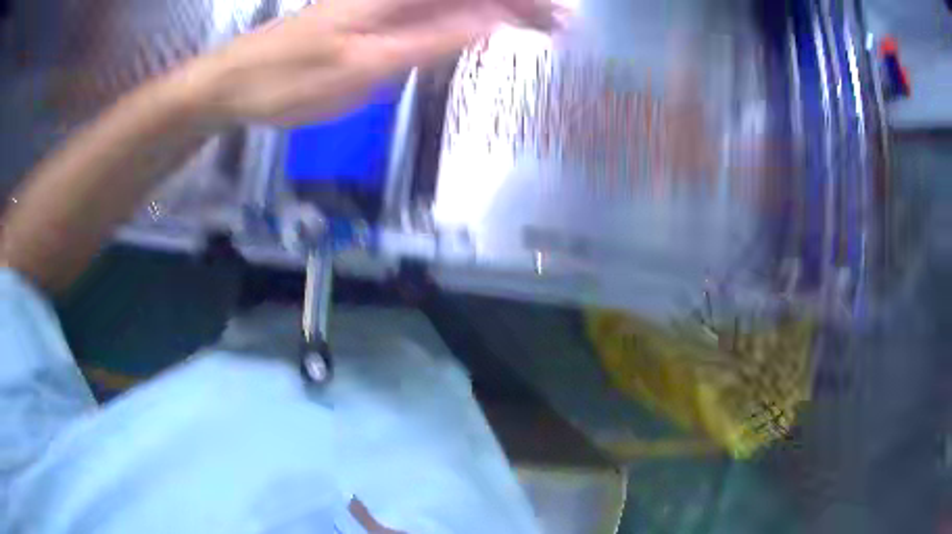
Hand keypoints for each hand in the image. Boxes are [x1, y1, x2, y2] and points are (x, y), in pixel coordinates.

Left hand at [185, 0, 557, 126]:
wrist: (236, 81)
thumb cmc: (291, 81)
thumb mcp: (364, 68)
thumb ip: (429, 40)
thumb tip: (490, 21)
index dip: (522, 2)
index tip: (561, 22)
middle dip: (518, 2)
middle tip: (558, 26)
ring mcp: (382, 0)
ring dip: (496, 7)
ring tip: (534, 24)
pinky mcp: (371, 12)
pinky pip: (430, 5)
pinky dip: (463, 14)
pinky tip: (480, 25)